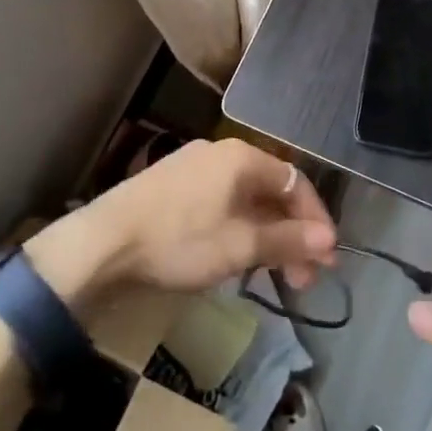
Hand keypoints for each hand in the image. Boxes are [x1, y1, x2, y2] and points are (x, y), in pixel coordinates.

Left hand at [26, 138, 336, 301]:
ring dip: (265, 236)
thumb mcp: (239, 246)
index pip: (295, 182)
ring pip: (245, 200)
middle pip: (270, 191)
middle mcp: (221, 153)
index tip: (326, 259)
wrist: (101, 243)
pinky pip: (220, 203)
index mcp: (242, 157)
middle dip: (291, 234)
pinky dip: (238, 230)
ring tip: (271, 274)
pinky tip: (234, 258)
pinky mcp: (172, 186)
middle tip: (303, 278)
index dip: (315, 220)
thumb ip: (287, 240)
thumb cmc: (179, 240)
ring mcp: (194, 167)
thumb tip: (329, 240)